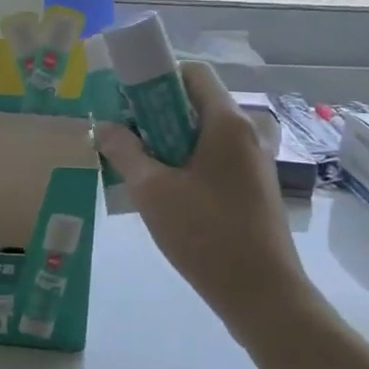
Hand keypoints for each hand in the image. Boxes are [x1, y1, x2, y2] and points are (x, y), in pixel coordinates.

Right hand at [95, 62, 307, 324]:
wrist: (263, 296)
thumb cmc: (206, 234)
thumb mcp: (152, 191)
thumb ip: (124, 152)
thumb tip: (105, 127)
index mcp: (227, 122)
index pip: (192, 72)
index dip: (156, 78)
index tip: (127, 102)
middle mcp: (246, 133)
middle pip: (195, 103)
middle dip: (155, 115)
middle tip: (124, 139)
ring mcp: (253, 161)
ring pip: (202, 134)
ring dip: (168, 143)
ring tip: (138, 170)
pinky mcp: (253, 187)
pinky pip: (213, 159)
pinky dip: (186, 164)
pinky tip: (164, 196)